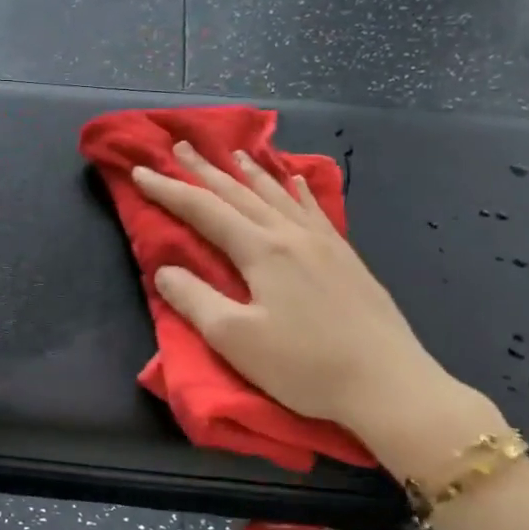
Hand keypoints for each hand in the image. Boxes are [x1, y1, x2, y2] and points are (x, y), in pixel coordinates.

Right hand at [132, 143, 492, 467]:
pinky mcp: (346, 258)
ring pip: (277, 195)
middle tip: (180, 146)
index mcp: (261, 250)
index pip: (204, 211)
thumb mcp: (234, 339)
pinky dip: (296, 191)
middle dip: (205, 170)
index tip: (140, 172)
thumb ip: (194, 300)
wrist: (388, 383)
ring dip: (249, 173)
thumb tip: (164, 270)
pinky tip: (294, 181)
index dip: (169, 191)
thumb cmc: (304, 365)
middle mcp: (291, 235)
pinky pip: (313, 210)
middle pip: (239, 193)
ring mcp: (323, 243)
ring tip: (233, 153)